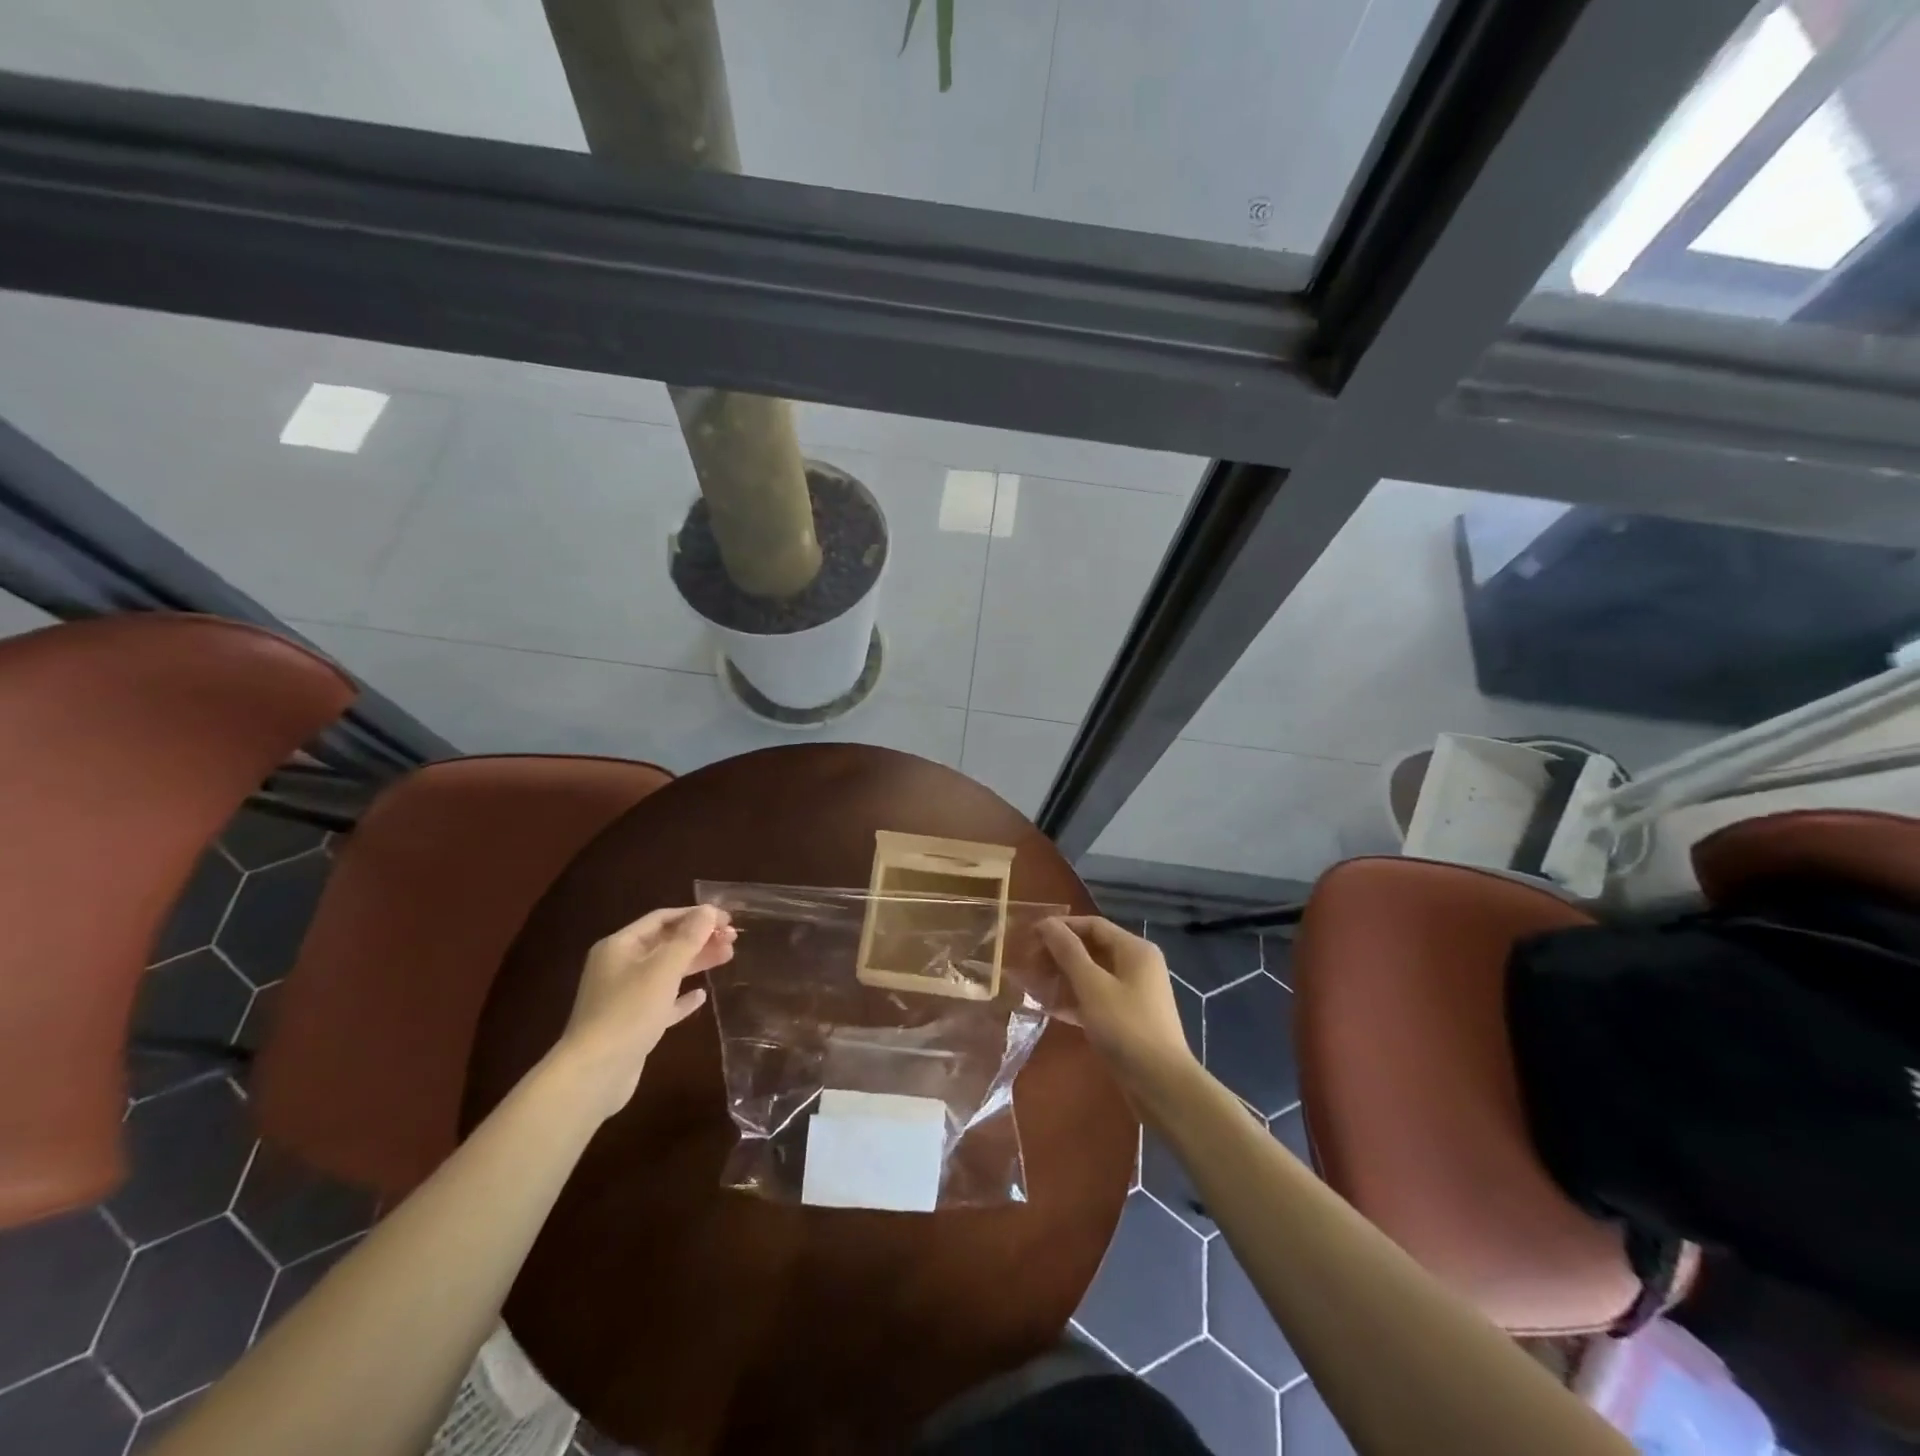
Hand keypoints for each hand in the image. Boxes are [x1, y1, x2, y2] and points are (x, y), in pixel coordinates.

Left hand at [553, 904, 736, 1117]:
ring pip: (666, 971)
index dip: (696, 915)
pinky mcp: (632, 1024)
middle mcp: (619, 967)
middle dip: (699, 938)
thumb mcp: (663, 970)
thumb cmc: (628, 1012)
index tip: (727, 920)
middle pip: (665, 944)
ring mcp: (624, 997)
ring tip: (728, 958)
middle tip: (733, 939)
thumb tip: (709, 910)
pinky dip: (681, 997)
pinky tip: (701, 996)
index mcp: (620, 946)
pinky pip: (662, 1002)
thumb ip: (688, 938)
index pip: (662, 919)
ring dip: (696, 962)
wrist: (593, 1074)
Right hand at [1039, 917, 1200, 1103]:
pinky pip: (1096, 998)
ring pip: (1092, 975)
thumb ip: (1068, 951)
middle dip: (1059, 953)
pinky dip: (1074, 999)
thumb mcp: (1092, 985)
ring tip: (1032, 983)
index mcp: (1135, 949)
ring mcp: (1134, 993)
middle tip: (1028, 963)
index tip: (1030, 937)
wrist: (1161, 1084)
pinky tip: (1049, 1008)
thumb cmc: (1126, 1026)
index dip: (1061, 927)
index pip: (1092, 925)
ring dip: (1063, 977)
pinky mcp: (1127, 1018)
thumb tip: (1046, 923)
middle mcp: (1137, 965)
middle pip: (1092, 948)